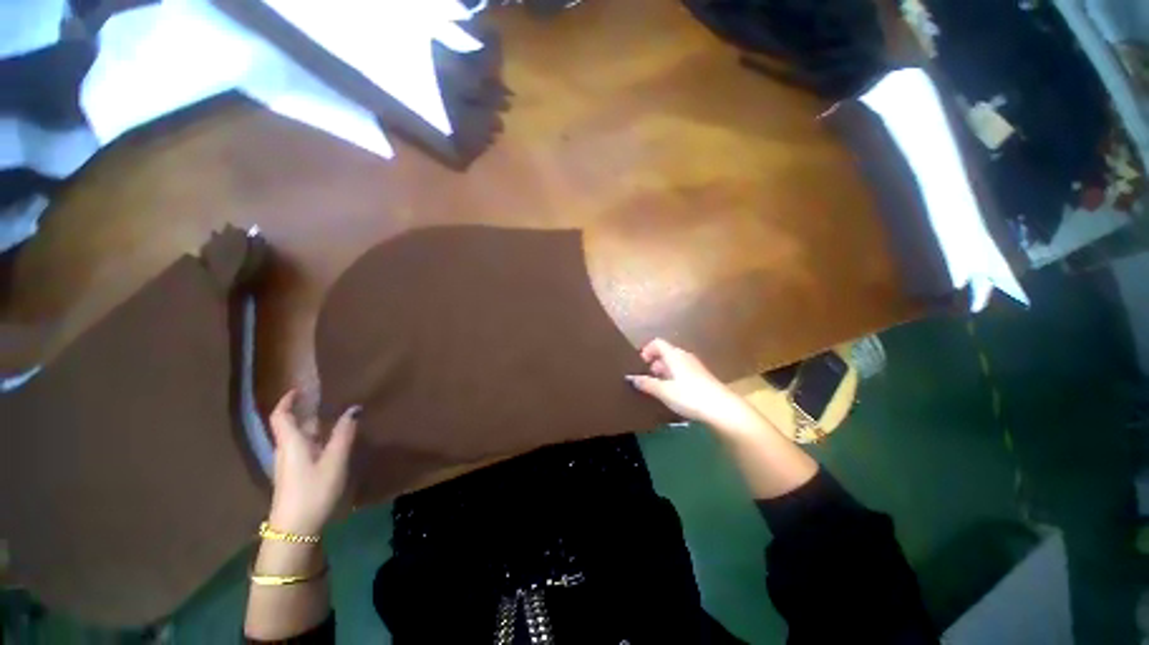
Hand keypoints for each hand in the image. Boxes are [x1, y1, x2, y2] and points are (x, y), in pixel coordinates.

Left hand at [266, 390, 359, 534]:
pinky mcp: (295, 476)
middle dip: (305, 412)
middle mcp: (286, 450)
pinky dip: (316, 440)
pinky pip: (304, 450)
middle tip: (326, 401)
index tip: (300, 389)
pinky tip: (332, 444)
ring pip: (299, 439)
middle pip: (291, 426)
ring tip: (334, 419)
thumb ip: (344, 433)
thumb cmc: (313, 489)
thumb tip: (353, 409)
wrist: (295, 528)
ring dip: (313, 426)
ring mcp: (289, 465)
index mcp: (291, 442)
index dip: (287, 400)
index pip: (281, 416)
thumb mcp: (335, 460)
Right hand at [628, 338, 765, 436]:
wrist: (722, 409)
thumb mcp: (664, 391)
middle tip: (647, 378)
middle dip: (654, 363)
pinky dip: (673, 378)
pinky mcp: (702, 377)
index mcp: (674, 355)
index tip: (640, 364)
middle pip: (665, 353)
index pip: (657, 342)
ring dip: (664, 372)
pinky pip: (682, 371)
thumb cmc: (690, 396)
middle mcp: (684, 356)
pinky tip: (673, 393)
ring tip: (658, 387)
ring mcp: (695, 366)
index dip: (646, 350)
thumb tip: (631, 377)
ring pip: (674, 363)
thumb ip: (646, 383)